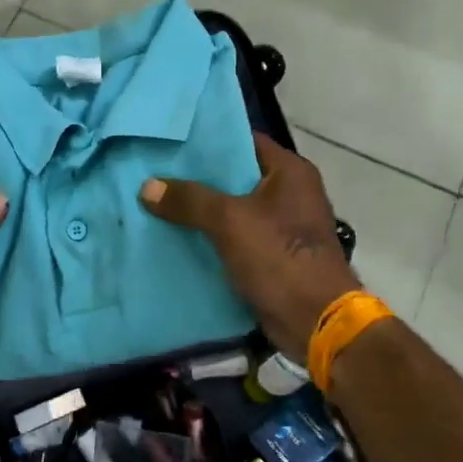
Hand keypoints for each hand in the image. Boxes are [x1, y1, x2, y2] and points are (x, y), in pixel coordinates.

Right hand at [140, 133, 358, 359]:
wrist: (315, 321)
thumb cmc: (279, 257)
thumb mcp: (229, 221)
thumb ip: (189, 199)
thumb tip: (147, 186)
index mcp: (290, 172)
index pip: (244, 140)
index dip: (209, 140)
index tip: (173, 141)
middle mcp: (290, 192)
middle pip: (236, 175)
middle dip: (198, 177)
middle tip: (157, 171)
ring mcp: (283, 226)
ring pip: (233, 208)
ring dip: (202, 210)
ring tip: (159, 201)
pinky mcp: (274, 255)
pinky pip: (236, 236)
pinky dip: (212, 236)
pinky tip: (178, 236)